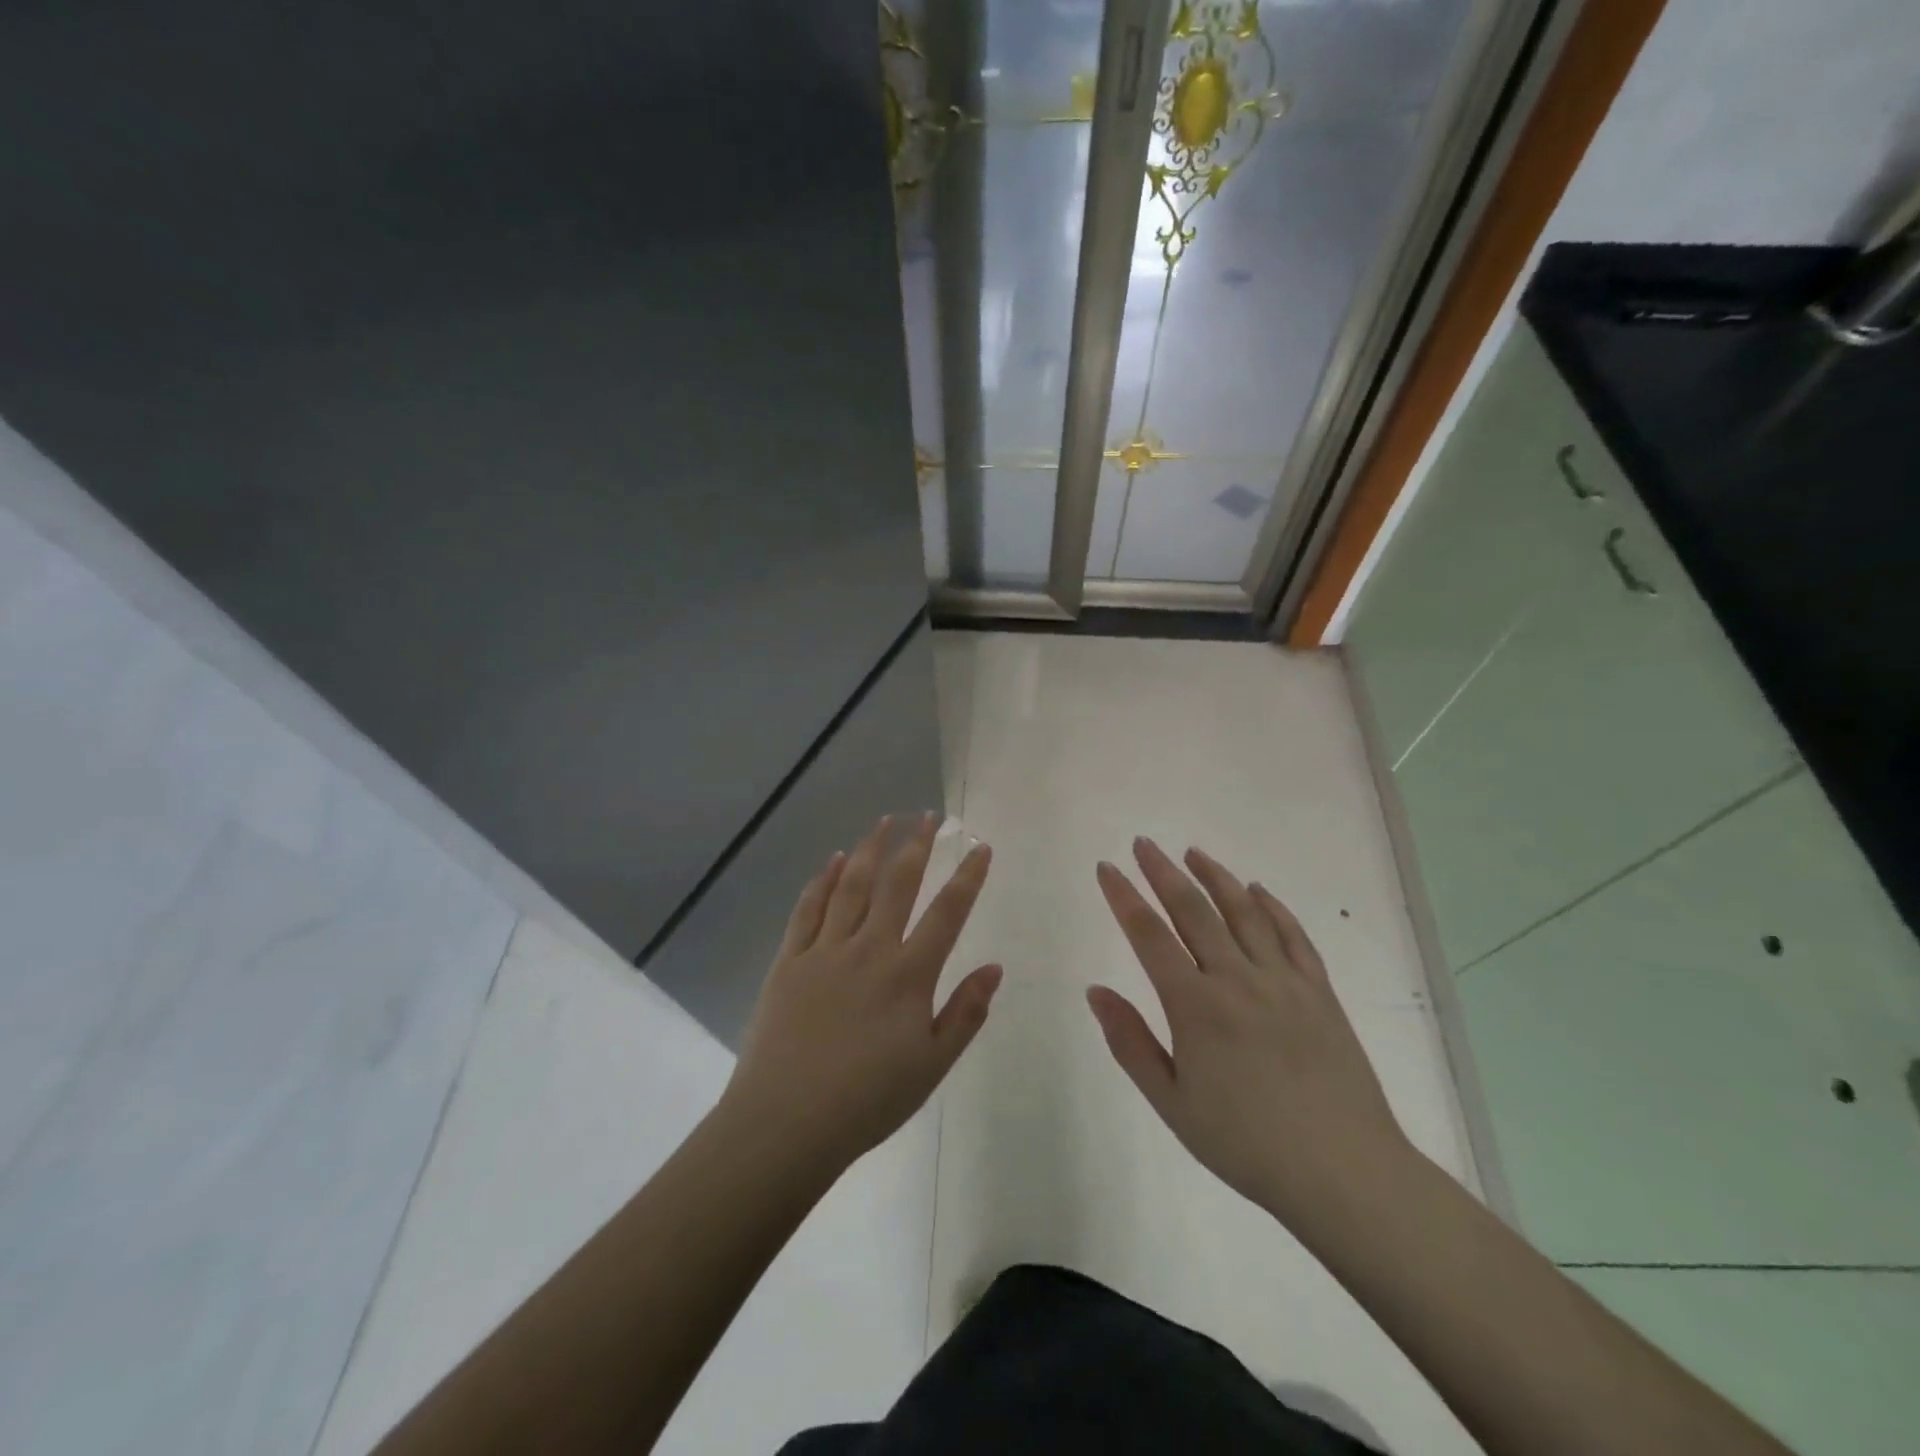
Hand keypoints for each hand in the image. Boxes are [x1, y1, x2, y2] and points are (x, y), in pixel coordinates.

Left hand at [721, 814, 1001, 1172]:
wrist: (786, 1124)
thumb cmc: (867, 1101)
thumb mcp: (932, 1066)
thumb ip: (965, 1013)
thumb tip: (994, 967)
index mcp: (908, 975)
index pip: (947, 913)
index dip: (968, 877)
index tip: (980, 847)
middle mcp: (869, 949)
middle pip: (897, 884)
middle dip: (917, 845)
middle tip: (928, 815)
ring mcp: (825, 951)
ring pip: (852, 885)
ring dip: (871, 849)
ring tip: (884, 821)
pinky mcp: (789, 961)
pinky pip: (808, 909)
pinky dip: (823, 880)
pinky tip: (833, 860)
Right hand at [1088, 838, 1411, 1233]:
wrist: (1344, 1173)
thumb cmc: (1246, 1144)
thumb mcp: (1172, 1103)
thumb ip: (1130, 1043)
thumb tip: (1096, 990)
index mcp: (1196, 1006)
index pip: (1149, 935)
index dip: (1124, 897)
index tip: (1107, 868)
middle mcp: (1237, 979)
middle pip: (1193, 910)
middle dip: (1163, 872)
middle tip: (1143, 843)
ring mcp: (1283, 981)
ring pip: (1244, 912)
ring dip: (1215, 877)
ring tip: (1193, 853)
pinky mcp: (1319, 992)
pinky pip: (1293, 935)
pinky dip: (1272, 906)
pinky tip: (1257, 890)